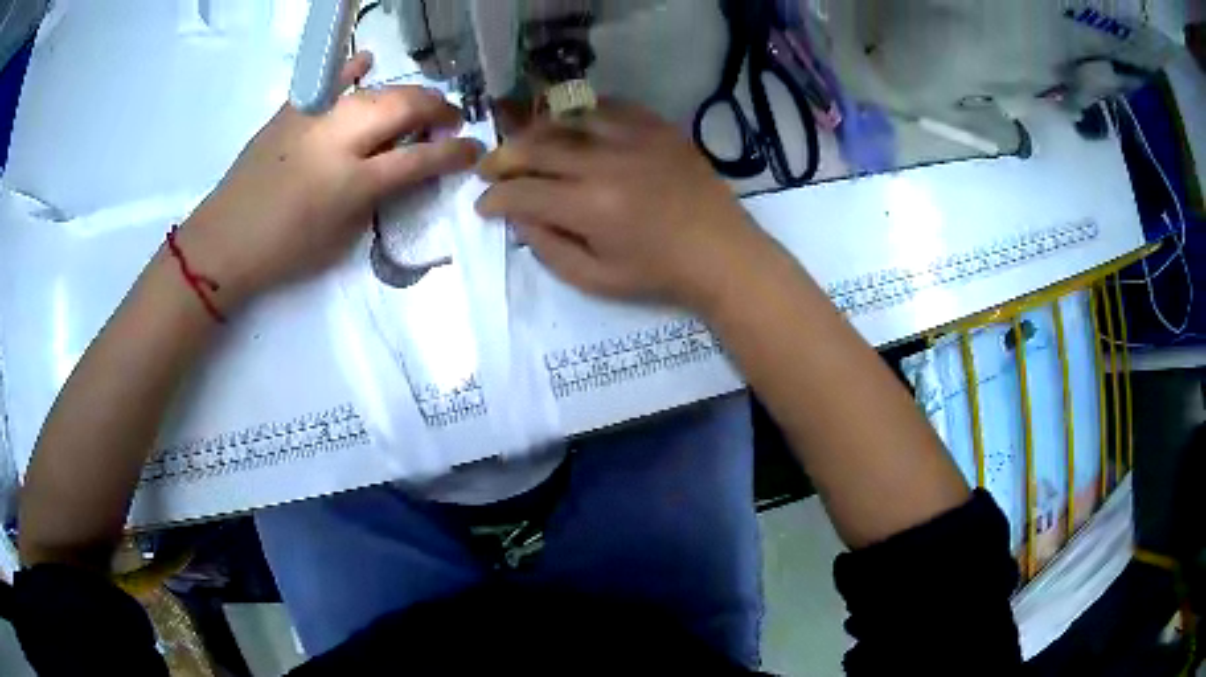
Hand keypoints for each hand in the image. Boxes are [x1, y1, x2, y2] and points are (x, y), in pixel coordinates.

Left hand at [178, 52, 484, 309]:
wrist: (222, 244)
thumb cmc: (282, 254)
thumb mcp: (339, 238)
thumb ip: (374, 199)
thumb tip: (399, 171)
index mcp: (351, 183)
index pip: (418, 159)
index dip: (453, 153)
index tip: (474, 150)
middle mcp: (337, 141)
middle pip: (401, 109)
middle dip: (436, 110)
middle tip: (451, 119)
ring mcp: (312, 120)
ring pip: (373, 93)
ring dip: (406, 94)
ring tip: (422, 101)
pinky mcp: (291, 113)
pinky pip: (327, 83)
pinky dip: (350, 70)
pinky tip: (368, 61)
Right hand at [476, 102, 769, 313]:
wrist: (722, 253)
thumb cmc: (658, 274)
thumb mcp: (596, 279)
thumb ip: (549, 248)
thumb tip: (518, 217)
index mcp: (590, 207)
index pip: (522, 193)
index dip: (493, 199)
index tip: (482, 205)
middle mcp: (606, 163)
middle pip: (536, 147)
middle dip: (502, 158)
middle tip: (488, 169)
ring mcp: (634, 138)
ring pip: (567, 119)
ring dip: (535, 131)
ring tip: (524, 144)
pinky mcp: (657, 127)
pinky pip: (608, 106)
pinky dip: (581, 113)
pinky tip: (571, 125)